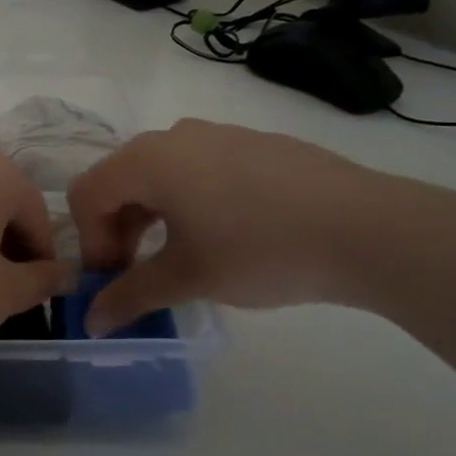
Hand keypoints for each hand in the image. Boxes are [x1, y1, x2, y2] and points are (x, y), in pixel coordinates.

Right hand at [66, 119, 426, 332]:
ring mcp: (219, 134)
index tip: (115, 281)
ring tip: (179, 256)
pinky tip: (224, 235)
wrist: (367, 228)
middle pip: (121, 179)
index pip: (88, 194)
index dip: (90, 242)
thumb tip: (91, 322)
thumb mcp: (188, 278)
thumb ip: (130, 297)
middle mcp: (175, 135)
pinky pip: (199, 167)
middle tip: (138, 273)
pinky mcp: (255, 143)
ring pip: (160, 173)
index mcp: (148, 160)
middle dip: (118, 229)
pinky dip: (188, 201)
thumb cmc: (260, 250)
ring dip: (151, 216)